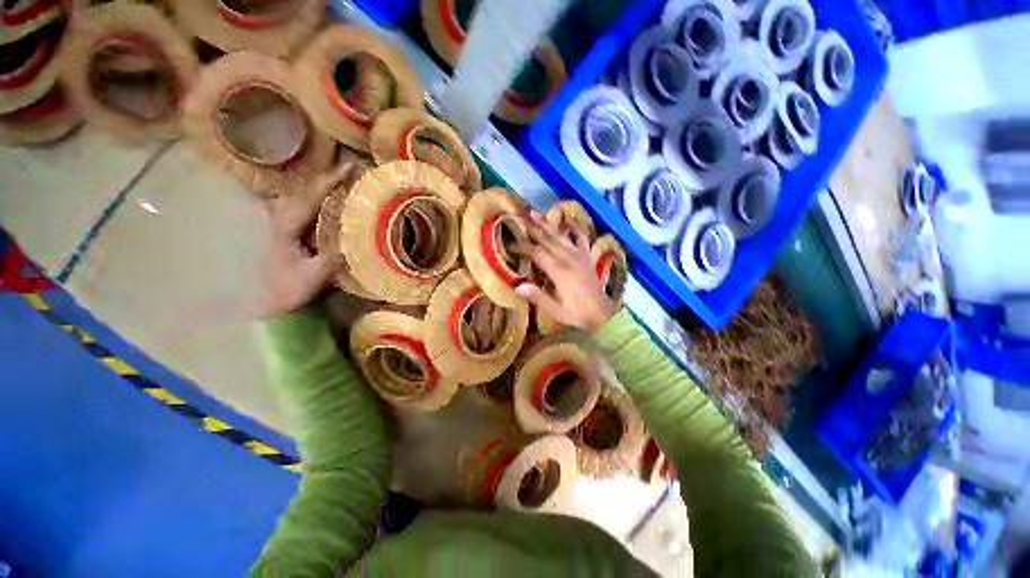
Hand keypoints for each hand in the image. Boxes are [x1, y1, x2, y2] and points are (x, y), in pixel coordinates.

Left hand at [261, 163, 359, 317]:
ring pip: (295, 196)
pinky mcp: (279, 231)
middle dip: (324, 178)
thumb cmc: (286, 291)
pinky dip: (309, 199)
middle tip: (348, 172)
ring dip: (316, 187)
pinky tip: (320, 202)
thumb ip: (332, 259)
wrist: (264, 304)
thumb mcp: (313, 277)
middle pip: (301, 189)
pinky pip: (295, 206)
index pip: (310, 196)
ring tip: (337, 183)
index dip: (331, 180)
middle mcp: (277, 218)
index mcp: (285, 226)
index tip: (351, 166)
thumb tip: (356, 243)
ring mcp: (276, 224)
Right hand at [514, 212, 616, 331]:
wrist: (603, 315)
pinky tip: (570, 222)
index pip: (537, 253)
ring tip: (536, 213)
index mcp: (559, 271)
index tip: (510, 243)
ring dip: (548, 224)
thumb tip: (517, 286)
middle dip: (533, 227)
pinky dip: (575, 229)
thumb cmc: (577, 314)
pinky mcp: (587, 258)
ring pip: (561, 236)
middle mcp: (569, 259)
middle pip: (548, 239)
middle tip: (520, 216)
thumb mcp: (556, 311)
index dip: (522, 247)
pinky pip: (582, 239)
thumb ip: (538, 298)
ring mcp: (580, 256)